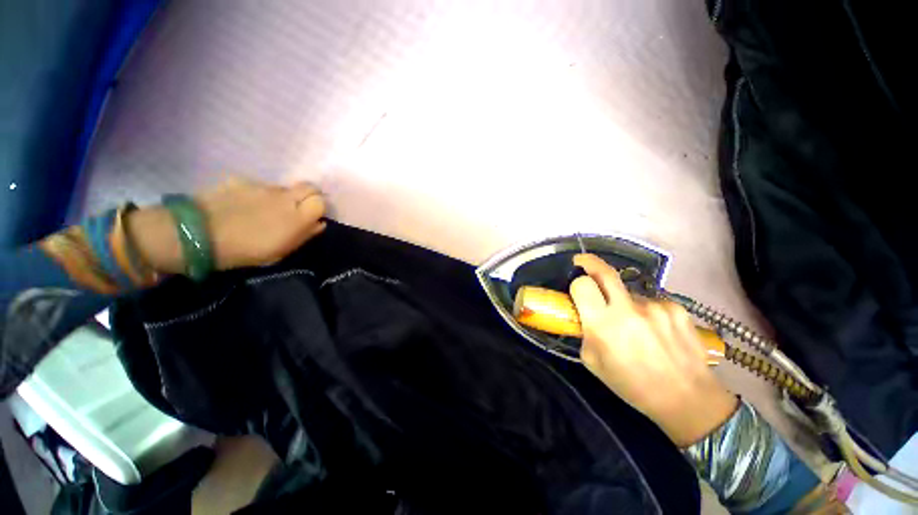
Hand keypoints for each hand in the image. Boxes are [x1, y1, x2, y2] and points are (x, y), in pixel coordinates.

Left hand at [128, 177, 326, 273]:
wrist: (197, 234)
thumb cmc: (245, 250)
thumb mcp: (280, 251)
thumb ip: (304, 235)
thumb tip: (319, 223)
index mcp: (297, 216)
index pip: (321, 201)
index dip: (319, 208)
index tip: (312, 217)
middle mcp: (284, 197)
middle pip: (309, 186)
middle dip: (309, 196)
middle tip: (298, 209)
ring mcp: (262, 186)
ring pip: (283, 188)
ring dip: (281, 198)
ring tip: (263, 211)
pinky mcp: (240, 181)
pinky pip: (258, 187)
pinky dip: (257, 195)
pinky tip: (243, 207)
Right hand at [569, 254, 737, 446]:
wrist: (687, 398)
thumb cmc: (632, 385)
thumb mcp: (593, 362)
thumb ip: (585, 333)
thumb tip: (586, 315)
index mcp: (604, 325)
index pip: (583, 285)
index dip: (577, 284)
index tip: (577, 289)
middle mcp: (629, 310)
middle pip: (605, 272)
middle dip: (589, 262)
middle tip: (582, 263)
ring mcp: (656, 307)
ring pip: (629, 293)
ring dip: (624, 302)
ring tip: (635, 326)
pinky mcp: (676, 308)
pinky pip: (651, 301)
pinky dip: (646, 310)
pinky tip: (655, 330)